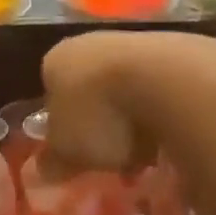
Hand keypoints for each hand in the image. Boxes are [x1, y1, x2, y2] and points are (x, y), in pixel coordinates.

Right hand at [41, 30, 194, 173]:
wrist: (166, 81)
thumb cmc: (101, 114)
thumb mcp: (68, 150)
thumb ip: (53, 160)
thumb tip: (43, 171)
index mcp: (55, 62)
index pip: (52, 94)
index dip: (64, 127)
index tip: (78, 155)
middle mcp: (87, 44)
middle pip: (90, 89)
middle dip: (102, 123)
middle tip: (113, 158)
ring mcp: (130, 43)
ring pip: (125, 87)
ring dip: (134, 118)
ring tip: (147, 155)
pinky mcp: (171, 50)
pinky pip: (158, 88)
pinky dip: (162, 111)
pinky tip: (172, 137)